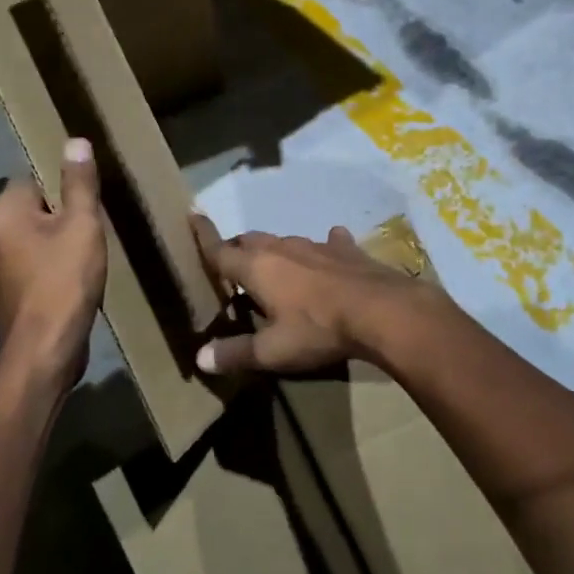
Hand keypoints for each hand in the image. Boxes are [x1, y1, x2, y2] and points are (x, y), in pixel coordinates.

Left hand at [0, 139, 106, 388]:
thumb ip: (79, 182)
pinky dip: (49, 263)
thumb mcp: (81, 225)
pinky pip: (30, 260)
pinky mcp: (3, 288)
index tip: (88, 209)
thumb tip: (75, 140)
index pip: (35, 179)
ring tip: (85, 256)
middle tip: (90, 232)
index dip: (65, 191)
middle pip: (34, 207)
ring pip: (33, 235)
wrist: (45, 350)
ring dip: (57, 241)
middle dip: (62, 216)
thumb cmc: (64, 281)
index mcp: (1, 210)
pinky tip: (71, 278)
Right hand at [190, 217, 448, 375]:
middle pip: (250, 241)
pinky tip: (331, 246)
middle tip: (230, 263)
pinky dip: (323, 247)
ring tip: (272, 265)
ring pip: (285, 241)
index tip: (191, 215)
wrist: (382, 310)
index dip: (203, 236)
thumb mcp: (273, 351)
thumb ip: (236, 352)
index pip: (220, 250)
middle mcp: (282, 247)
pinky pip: (329, 242)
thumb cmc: (318, 329)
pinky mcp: (346, 250)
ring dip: (275, 251)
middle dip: (237, 248)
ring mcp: (316, 245)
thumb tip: (199, 358)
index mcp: (257, 267)